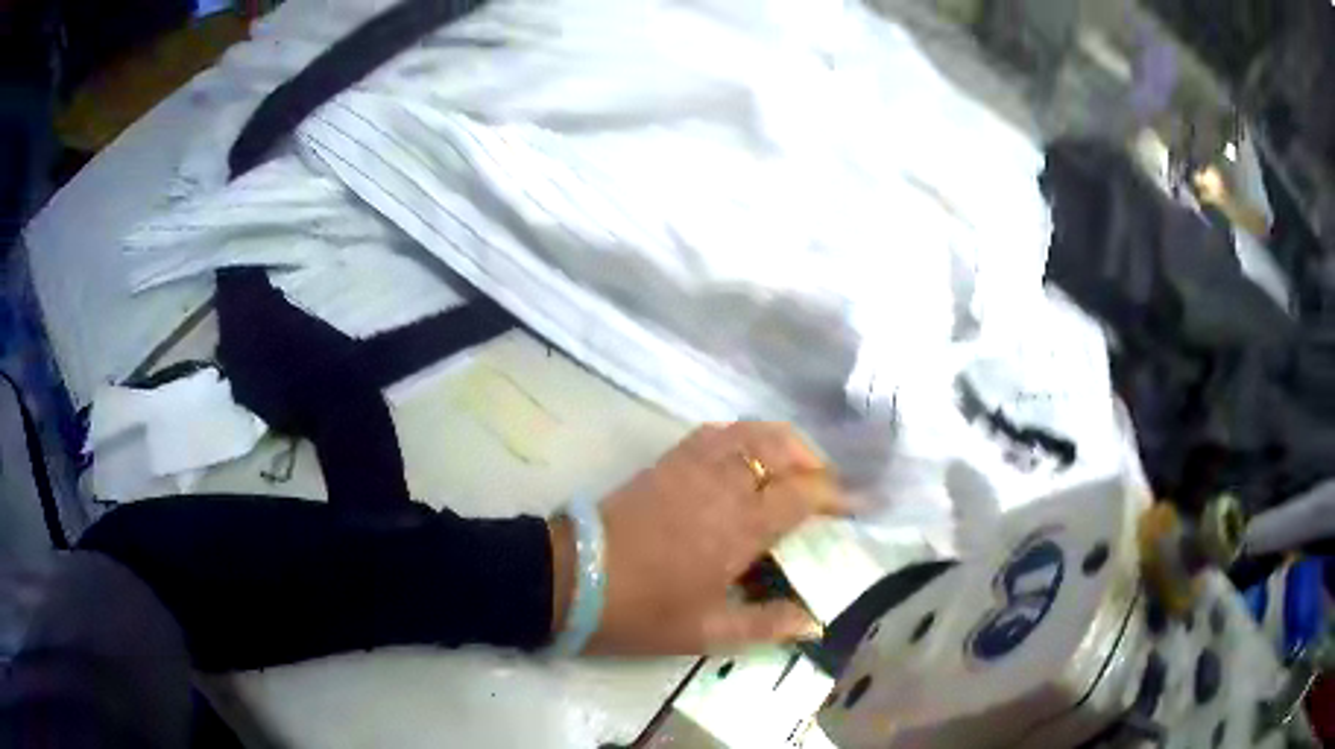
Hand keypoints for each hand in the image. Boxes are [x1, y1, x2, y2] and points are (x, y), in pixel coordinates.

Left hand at [550, 422, 846, 654]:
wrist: (571, 579)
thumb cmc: (641, 611)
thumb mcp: (706, 632)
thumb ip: (765, 626)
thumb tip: (814, 622)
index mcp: (739, 527)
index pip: (803, 494)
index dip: (838, 495)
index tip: (860, 504)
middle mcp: (723, 485)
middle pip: (782, 448)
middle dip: (814, 461)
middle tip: (827, 486)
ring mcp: (692, 466)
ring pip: (750, 432)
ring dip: (783, 441)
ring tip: (794, 466)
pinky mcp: (666, 461)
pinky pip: (715, 432)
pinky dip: (743, 435)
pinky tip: (746, 456)